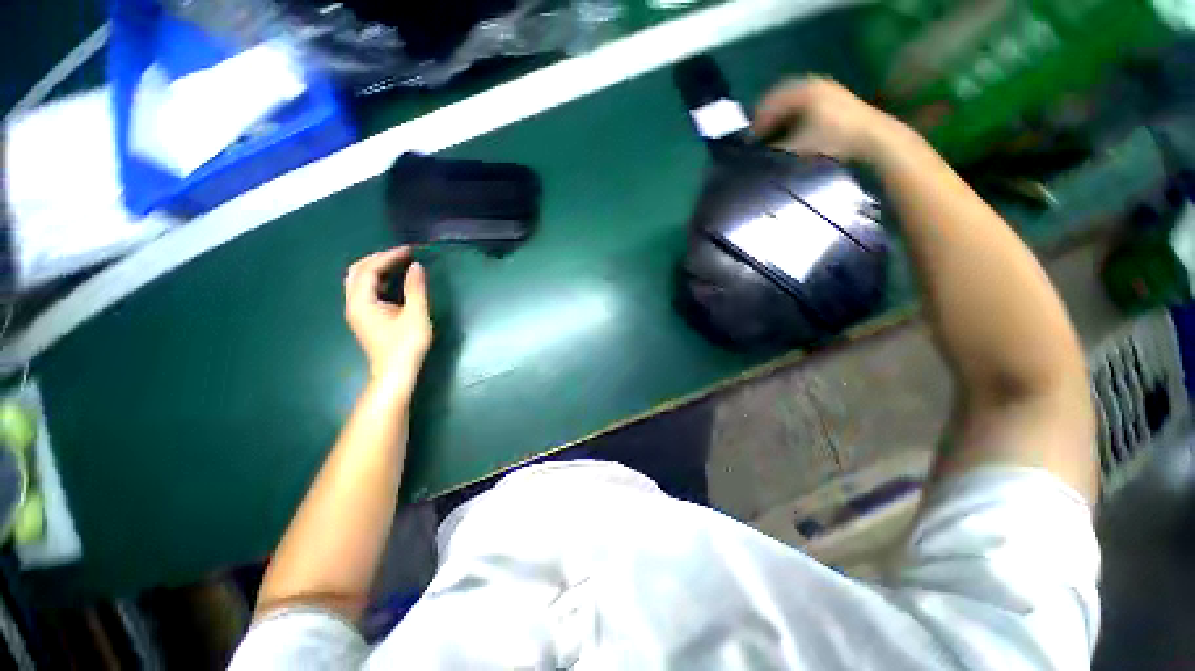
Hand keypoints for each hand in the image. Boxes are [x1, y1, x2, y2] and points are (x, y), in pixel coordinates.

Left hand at [344, 248, 432, 386]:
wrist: (395, 372)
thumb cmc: (406, 344)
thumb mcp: (416, 315)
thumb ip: (415, 288)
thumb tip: (416, 266)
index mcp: (362, 301)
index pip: (369, 269)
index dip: (388, 256)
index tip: (409, 250)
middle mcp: (353, 304)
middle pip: (357, 272)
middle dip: (377, 259)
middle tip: (400, 254)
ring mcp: (357, 312)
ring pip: (358, 281)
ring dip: (376, 269)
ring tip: (397, 263)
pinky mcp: (364, 318)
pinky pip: (364, 291)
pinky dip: (376, 280)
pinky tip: (392, 281)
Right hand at [753, 77, 904, 163]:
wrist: (871, 137)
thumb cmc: (832, 138)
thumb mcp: (799, 143)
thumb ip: (777, 144)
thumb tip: (760, 148)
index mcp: (803, 90)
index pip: (771, 101)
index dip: (758, 119)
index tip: (750, 136)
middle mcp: (814, 84)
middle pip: (782, 97)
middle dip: (769, 115)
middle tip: (759, 134)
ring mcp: (827, 89)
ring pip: (795, 100)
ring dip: (782, 115)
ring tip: (774, 133)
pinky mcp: (835, 98)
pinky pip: (806, 102)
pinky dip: (795, 114)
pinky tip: (793, 129)